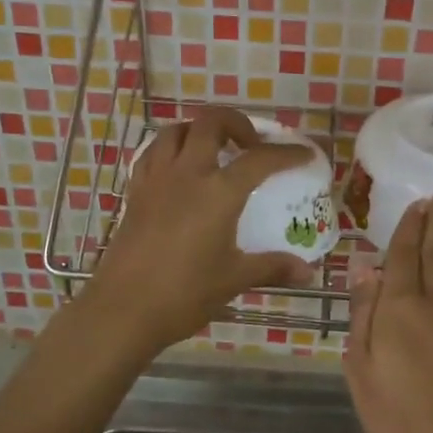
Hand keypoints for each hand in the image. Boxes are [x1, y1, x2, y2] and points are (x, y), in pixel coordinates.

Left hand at [84, 107, 313, 357]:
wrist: (123, 309)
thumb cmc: (184, 293)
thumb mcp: (234, 279)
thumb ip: (272, 267)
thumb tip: (309, 272)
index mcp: (218, 192)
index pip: (260, 159)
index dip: (286, 153)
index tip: (304, 154)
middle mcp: (187, 173)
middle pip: (211, 123)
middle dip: (237, 123)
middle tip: (250, 145)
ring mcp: (156, 179)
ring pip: (176, 130)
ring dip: (199, 130)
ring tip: (214, 150)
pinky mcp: (135, 192)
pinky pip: (153, 153)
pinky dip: (170, 149)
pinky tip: (179, 170)